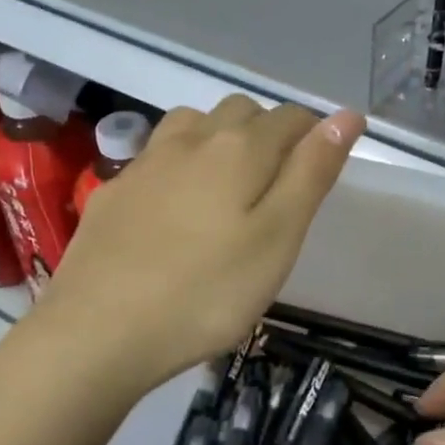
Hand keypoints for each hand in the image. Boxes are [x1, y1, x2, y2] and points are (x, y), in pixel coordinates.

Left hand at [11, 96, 363, 392]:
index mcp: (239, 149)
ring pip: (193, 124)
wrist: (98, 332)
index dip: (314, 133)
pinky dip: (180, 163)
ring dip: (220, 138)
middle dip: (269, 132)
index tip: (322, 167)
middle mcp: (191, 140)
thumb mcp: (278, 238)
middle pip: (241, 112)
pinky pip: (156, 156)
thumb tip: (346, 116)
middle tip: (280, 185)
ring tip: (230, 184)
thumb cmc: (207, 292)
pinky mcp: (113, 192)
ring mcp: (145, 163)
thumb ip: (311, 173)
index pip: (290, 118)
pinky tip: (175, 205)